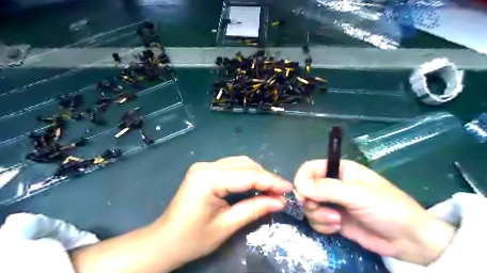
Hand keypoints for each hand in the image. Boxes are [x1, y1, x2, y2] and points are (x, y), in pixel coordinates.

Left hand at [153, 157, 291, 266]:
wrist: (165, 240)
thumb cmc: (192, 238)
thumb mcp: (226, 226)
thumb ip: (254, 209)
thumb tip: (280, 201)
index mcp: (207, 178)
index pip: (247, 175)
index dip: (271, 181)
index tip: (289, 189)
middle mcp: (206, 166)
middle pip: (244, 165)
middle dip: (266, 177)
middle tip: (282, 191)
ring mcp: (204, 166)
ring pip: (240, 163)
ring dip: (258, 174)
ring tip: (272, 189)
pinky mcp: (205, 170)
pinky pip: (232, 167)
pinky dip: (247, 175)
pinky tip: (256, 184)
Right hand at [292, 160, 457, 264]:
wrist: (408, 240)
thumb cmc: (386, 208)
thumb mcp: (357, 194)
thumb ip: (326, 189)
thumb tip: (299, 187)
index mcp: (339, 170)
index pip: (309, 169)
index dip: (302, 180)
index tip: (302, 195)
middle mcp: (332, 185)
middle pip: (306, 189)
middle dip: (310, 202)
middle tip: (321, 210)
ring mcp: (332, 203)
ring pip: (309, 206)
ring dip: (319, 215)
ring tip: (337, 221)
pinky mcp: (333, 219)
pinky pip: (316, 220)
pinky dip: (323, 225)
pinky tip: (338, 228)